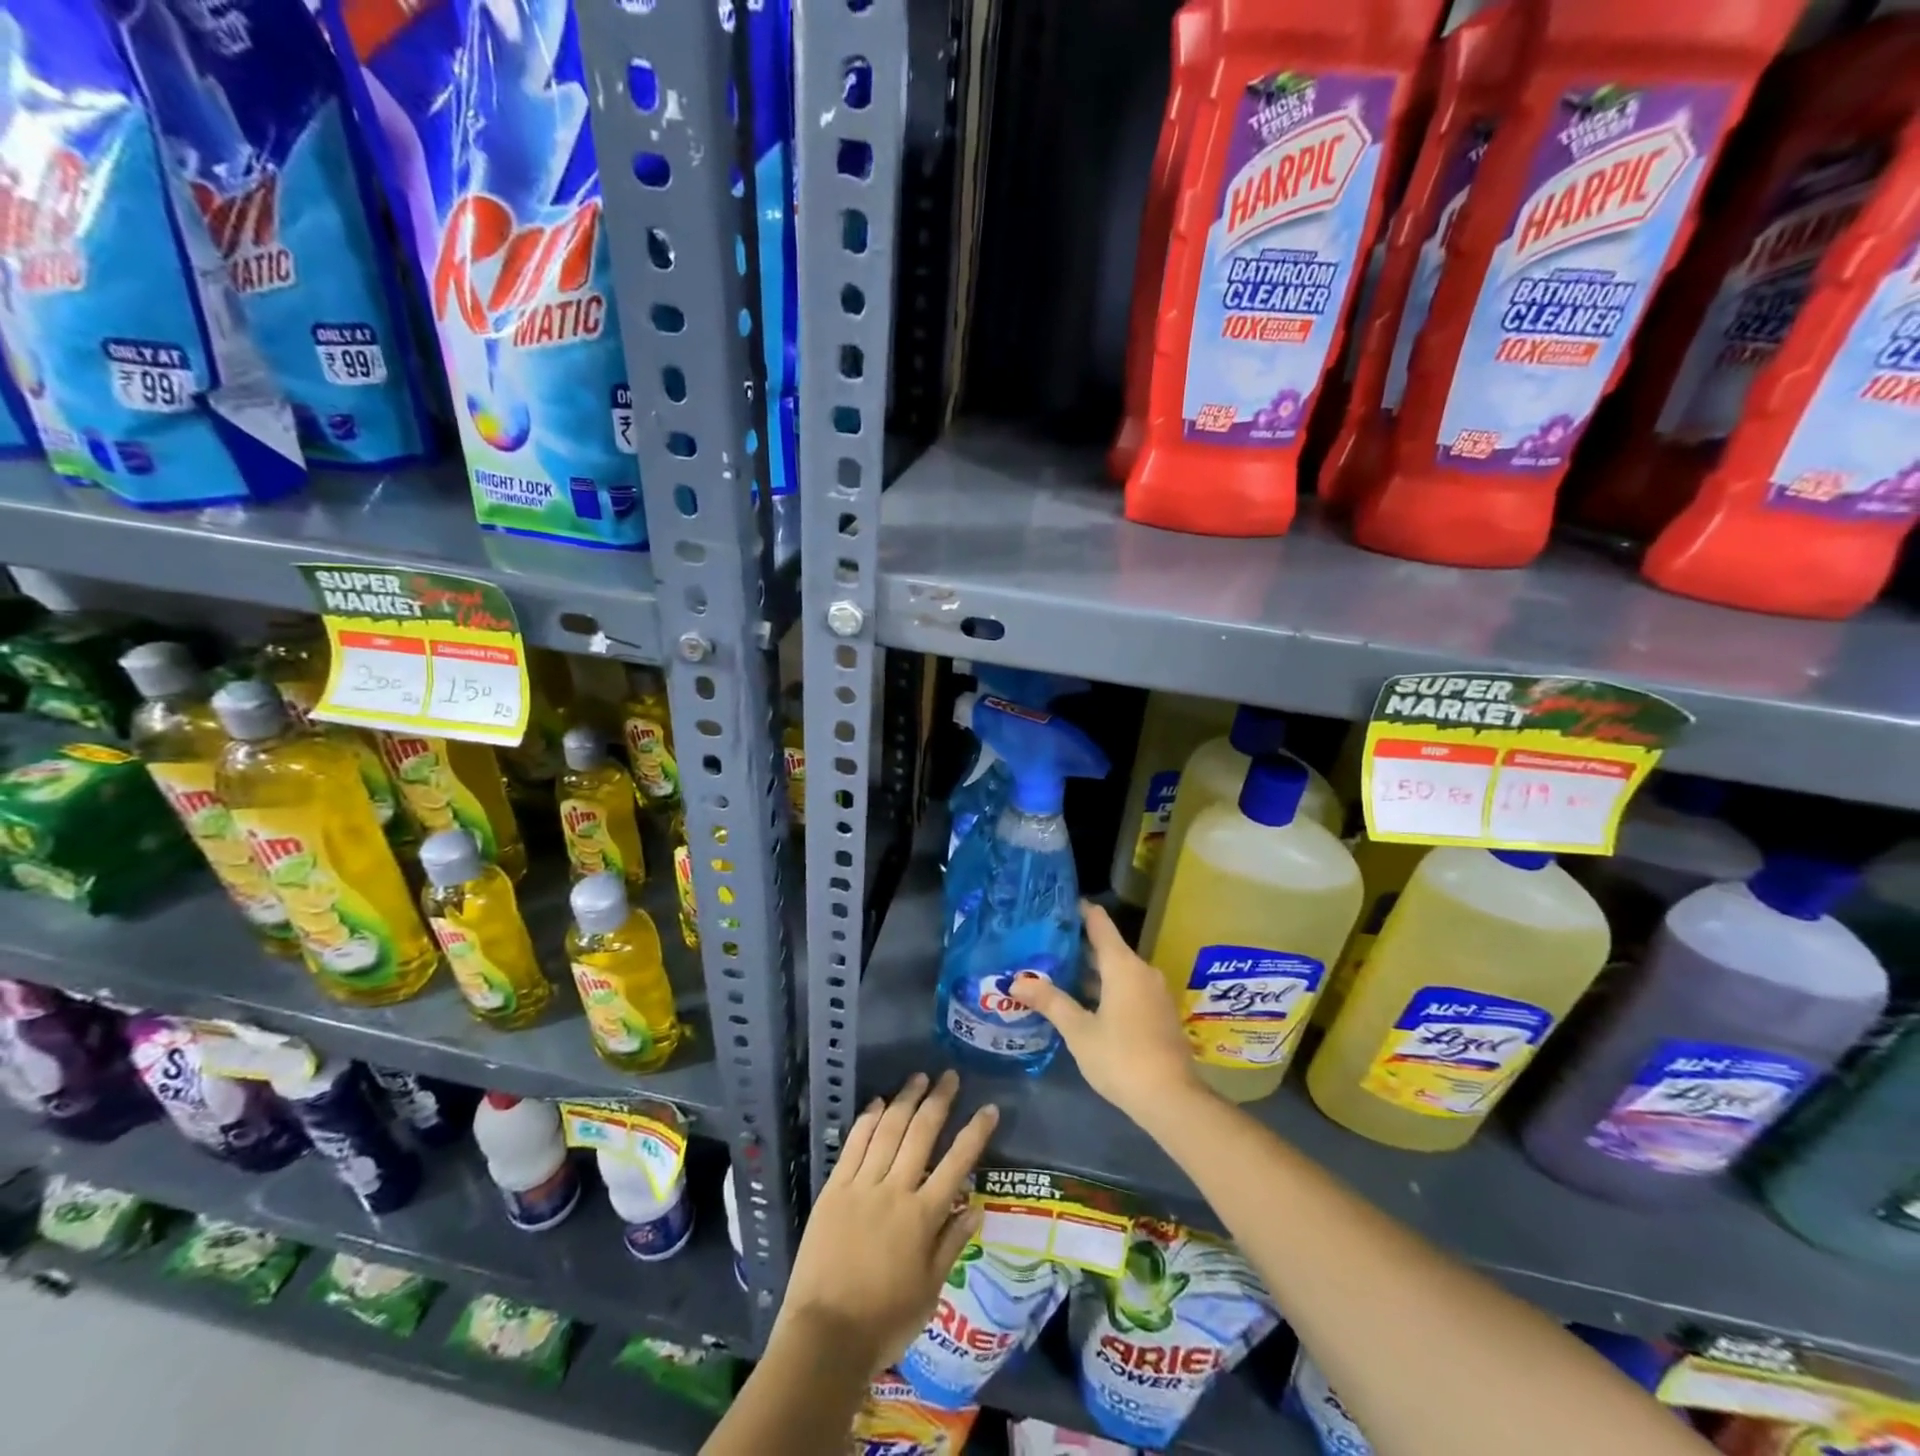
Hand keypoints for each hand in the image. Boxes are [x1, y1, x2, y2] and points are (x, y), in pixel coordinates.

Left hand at [776, 1071, 996, 1375]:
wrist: (825, 1337)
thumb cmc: (884, 1321)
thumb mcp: (930, 1290)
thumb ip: (951, 1243)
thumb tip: (976, 1206)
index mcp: (923, 1217)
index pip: (956, 1163)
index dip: (975, 1133)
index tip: (989, 1108)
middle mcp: (895, 1191)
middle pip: (921, 1134)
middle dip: (938, 1101)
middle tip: (950, 1076)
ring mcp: (862, 1186)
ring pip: (888, 1130)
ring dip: (905, 1100)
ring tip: (918, 1077)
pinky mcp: (834, 1189)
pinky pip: (854, 1145)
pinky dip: (868, 1120)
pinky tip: (878, 1103)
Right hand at [1010, 901, 1207, 1124]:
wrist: (1171, 1099)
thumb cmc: (1121, 1057)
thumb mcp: (1078, 1030)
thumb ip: (1050, 1002)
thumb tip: (1016, 981)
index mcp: (1122, 965)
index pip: (1099, 922)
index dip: (1078, 910)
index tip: (1055, 905)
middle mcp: (1141, 970)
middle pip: (1107, 947)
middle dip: (1077, 945)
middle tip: (1043, 943)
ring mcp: (1154, 992)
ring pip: (1117, 970)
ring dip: (1090, 970)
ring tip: (1056, 971)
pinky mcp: (1158, 1012)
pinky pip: (1128, 987)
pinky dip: (1105, 986)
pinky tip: (1083, 1000)